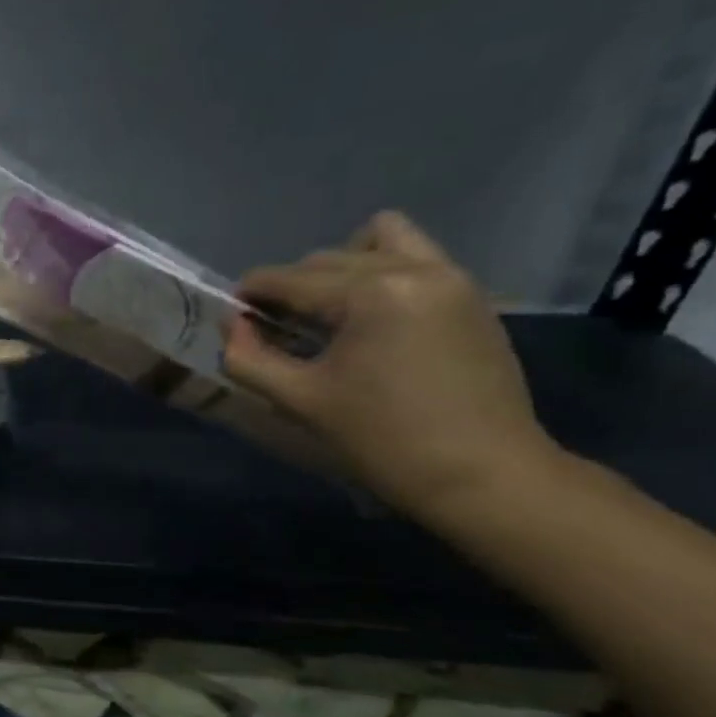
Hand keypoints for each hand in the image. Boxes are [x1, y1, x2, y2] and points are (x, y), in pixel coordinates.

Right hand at [223, 211, 558, 516]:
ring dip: (340, 268)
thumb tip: (232, 325)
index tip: (232, 322)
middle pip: (326, 259)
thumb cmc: (382, 439)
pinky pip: (413, 259)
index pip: (288, 278)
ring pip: (377, 241)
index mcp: (370, 292)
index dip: (249, 296)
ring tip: (329, 314)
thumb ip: (249, 357)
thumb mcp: (299, 400)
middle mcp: (414, 268)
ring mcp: (450, 278)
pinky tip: (367, 323)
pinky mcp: (470, 296)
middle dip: (290, 288)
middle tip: (275, 331)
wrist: (483, 475)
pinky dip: (380, 275)